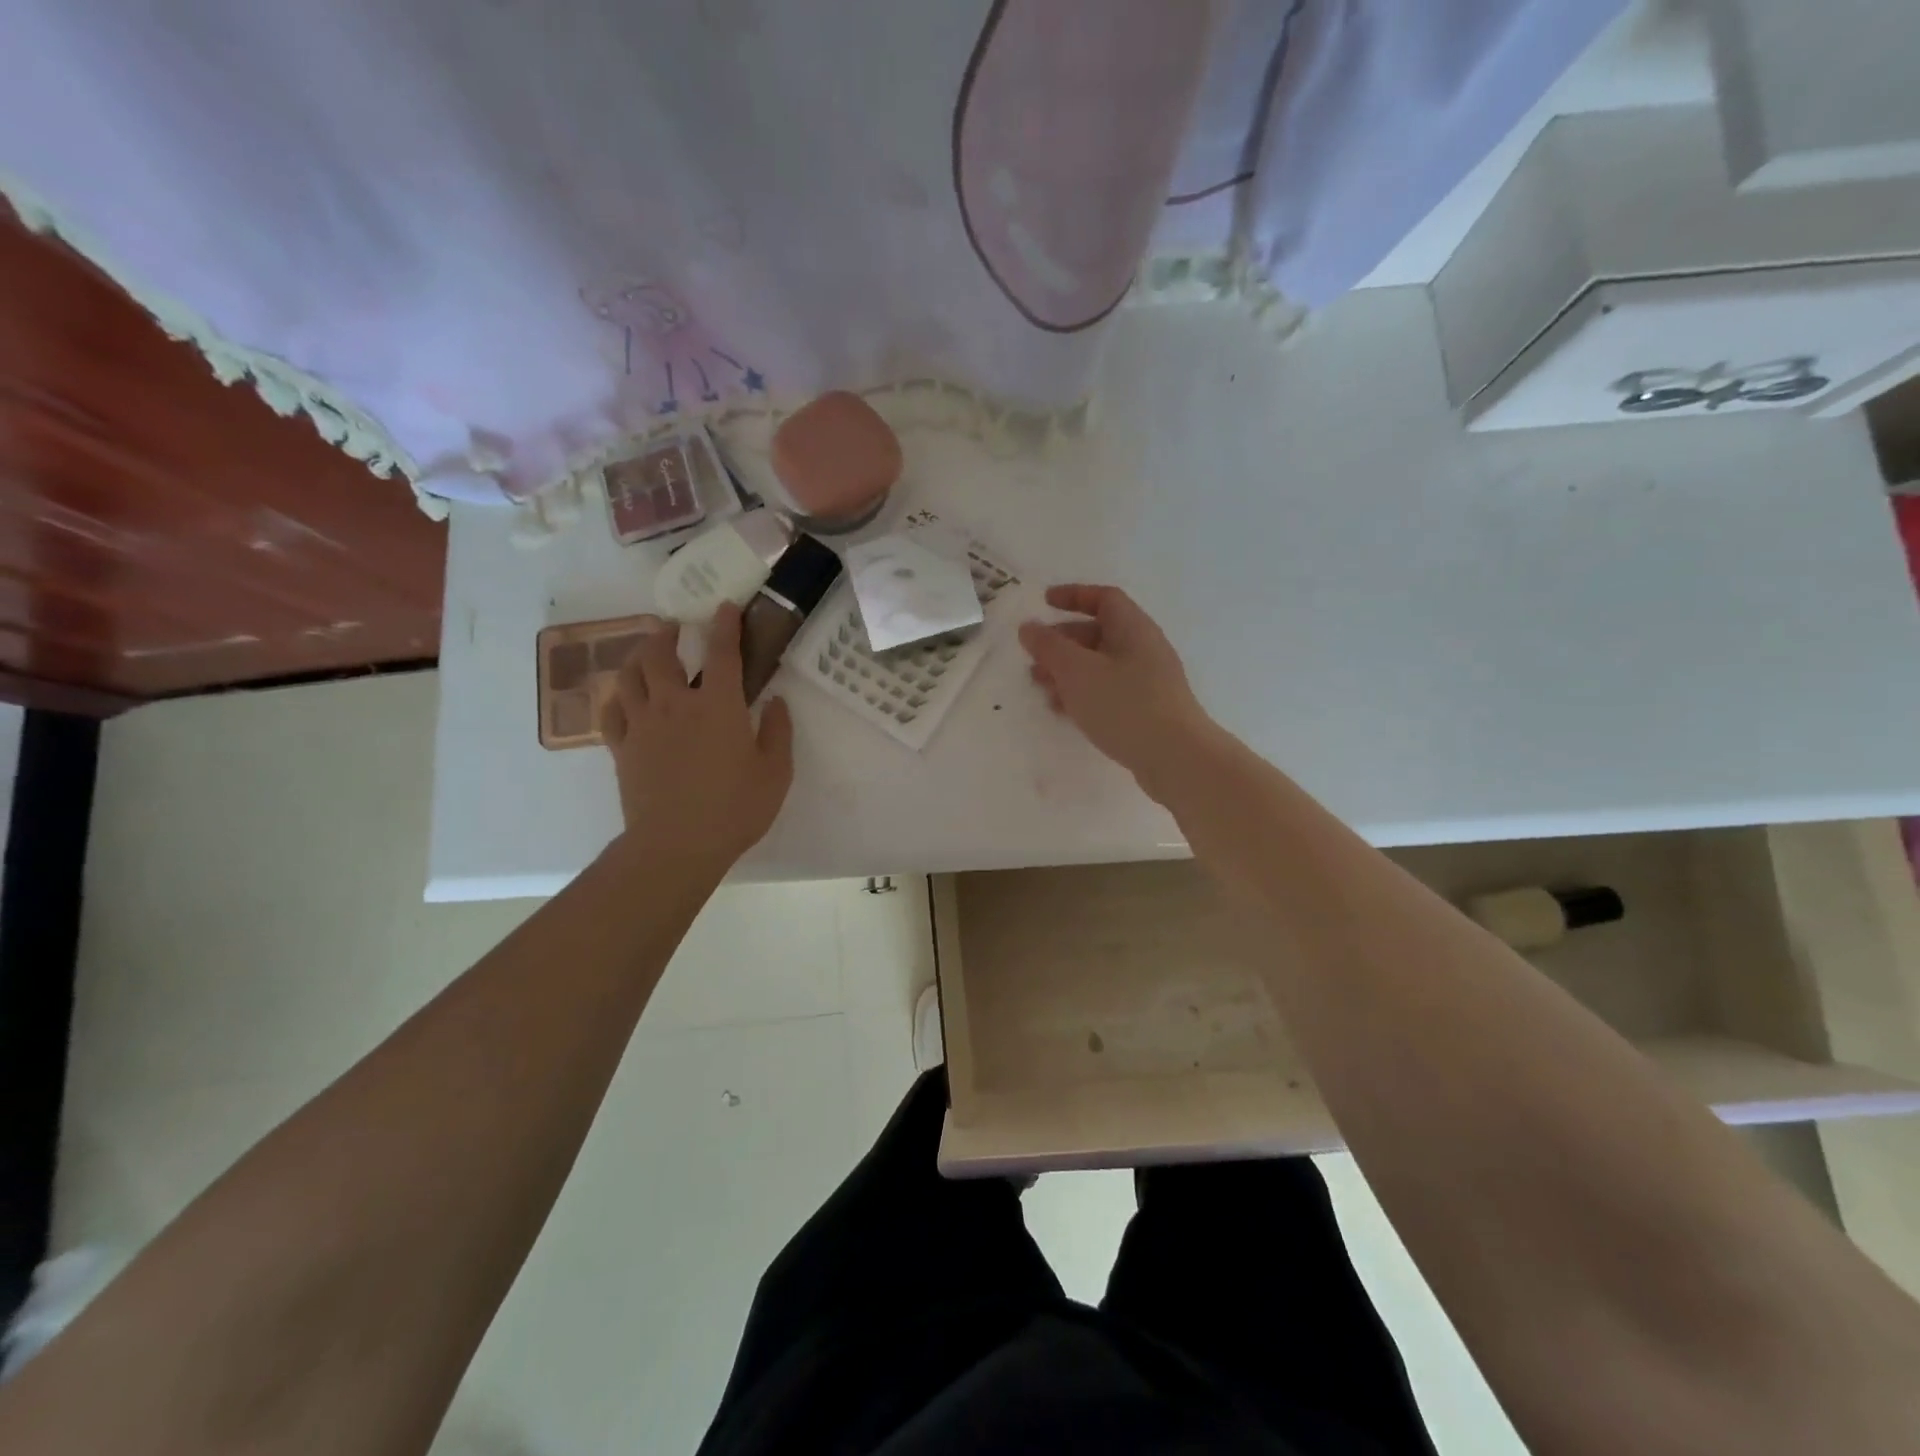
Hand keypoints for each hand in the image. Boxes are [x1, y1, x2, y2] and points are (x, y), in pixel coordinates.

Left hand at [600, 603, 793, 865]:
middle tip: (674, 627)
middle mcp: (675, 704)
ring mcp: (642, 724)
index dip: (724, 625)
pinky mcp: (622, 747)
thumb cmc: (735, 809)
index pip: (721, 652)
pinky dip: (617, 695)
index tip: (725, 607)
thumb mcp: (775, 773)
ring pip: (630, 675)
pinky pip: (611, 710)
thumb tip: (776, 701)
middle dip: (667, 633)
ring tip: (647, 653)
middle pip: (660, 654)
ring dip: (638, 656)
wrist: (676, 845)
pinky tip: (624, 696)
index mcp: (718, 706)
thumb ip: (778, 732)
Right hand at [1018, 584, 1216, 795]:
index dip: (1073, 595)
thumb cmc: (1124, 705)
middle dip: (1062, 642)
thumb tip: (1029, 627)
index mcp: (1133, 628)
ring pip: (1100, 666)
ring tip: (1041, 688)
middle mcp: (1144, 649)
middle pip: (1099, 633)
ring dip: (1068, 671)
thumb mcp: (1077, 671)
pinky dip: (1083, 694)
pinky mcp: (1146, 710)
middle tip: (1033, 657)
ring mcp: (1148, 681)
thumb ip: (1049, 646)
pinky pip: (1108, 691)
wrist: (1176, 758)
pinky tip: (1064, 711)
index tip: (1044, 602)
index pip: (1104, 598)